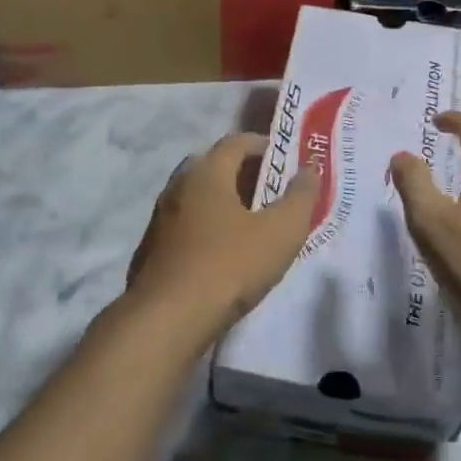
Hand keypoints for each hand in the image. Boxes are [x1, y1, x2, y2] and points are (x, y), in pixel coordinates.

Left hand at [126, 133, 318, 333]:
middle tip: (270, 190)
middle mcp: (178, 186)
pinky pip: (185, 224)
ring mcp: (160, 218)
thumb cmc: (230, 266)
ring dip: (223, 200)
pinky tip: (222, 251)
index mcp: (207, 173)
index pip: (236, 141)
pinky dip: (206, 225)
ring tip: (250, 222)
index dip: (263, 144)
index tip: (284, 159)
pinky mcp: (152, 248)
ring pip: (196, 196)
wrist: (168, 318)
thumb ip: (300, 197)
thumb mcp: (281, 232)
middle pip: (213, 165)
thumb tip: (309, 170)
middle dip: (242, 172)